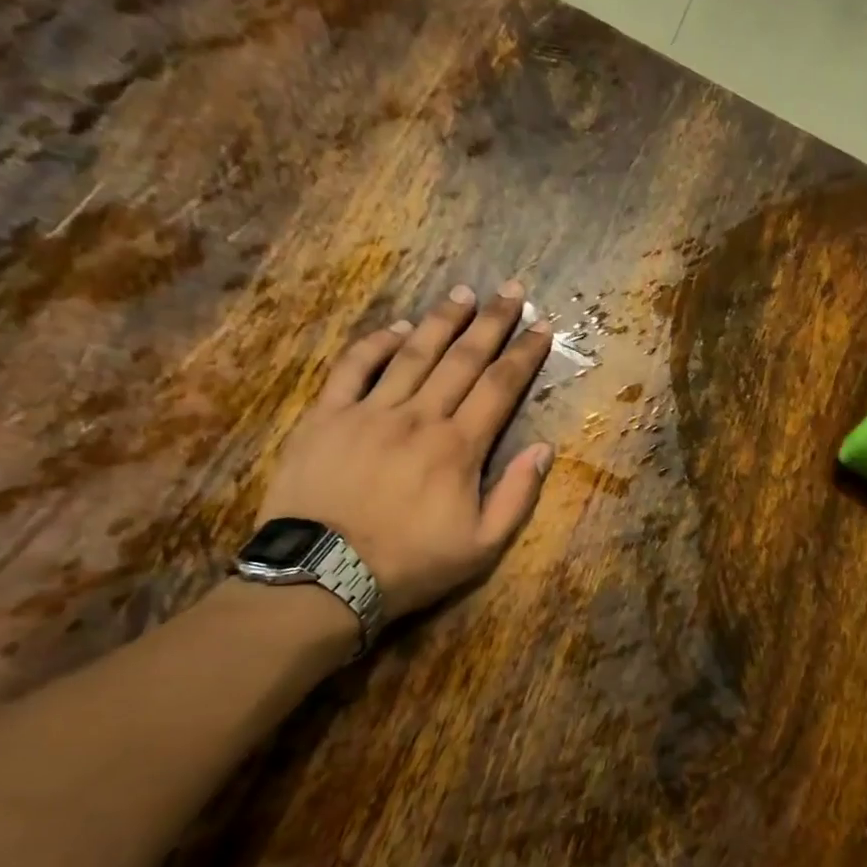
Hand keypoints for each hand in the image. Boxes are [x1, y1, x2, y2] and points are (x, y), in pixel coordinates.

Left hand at [258, 279, 554, 622]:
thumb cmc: (410, 565)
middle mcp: (419, 417)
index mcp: (458, 447)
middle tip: (511, 290)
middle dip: (491, 322)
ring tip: (463, 293)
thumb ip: (517, 495)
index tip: (542, 326)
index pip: (500, 387)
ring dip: (441, 321)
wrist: (323, 576)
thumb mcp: (482, 547)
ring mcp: (370, 412)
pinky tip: (396, 328)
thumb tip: (543, 448)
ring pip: (412, 354)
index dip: (524, 354)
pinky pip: (354, 368)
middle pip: (462, 359)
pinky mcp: (327, 416)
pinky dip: (376, 344)